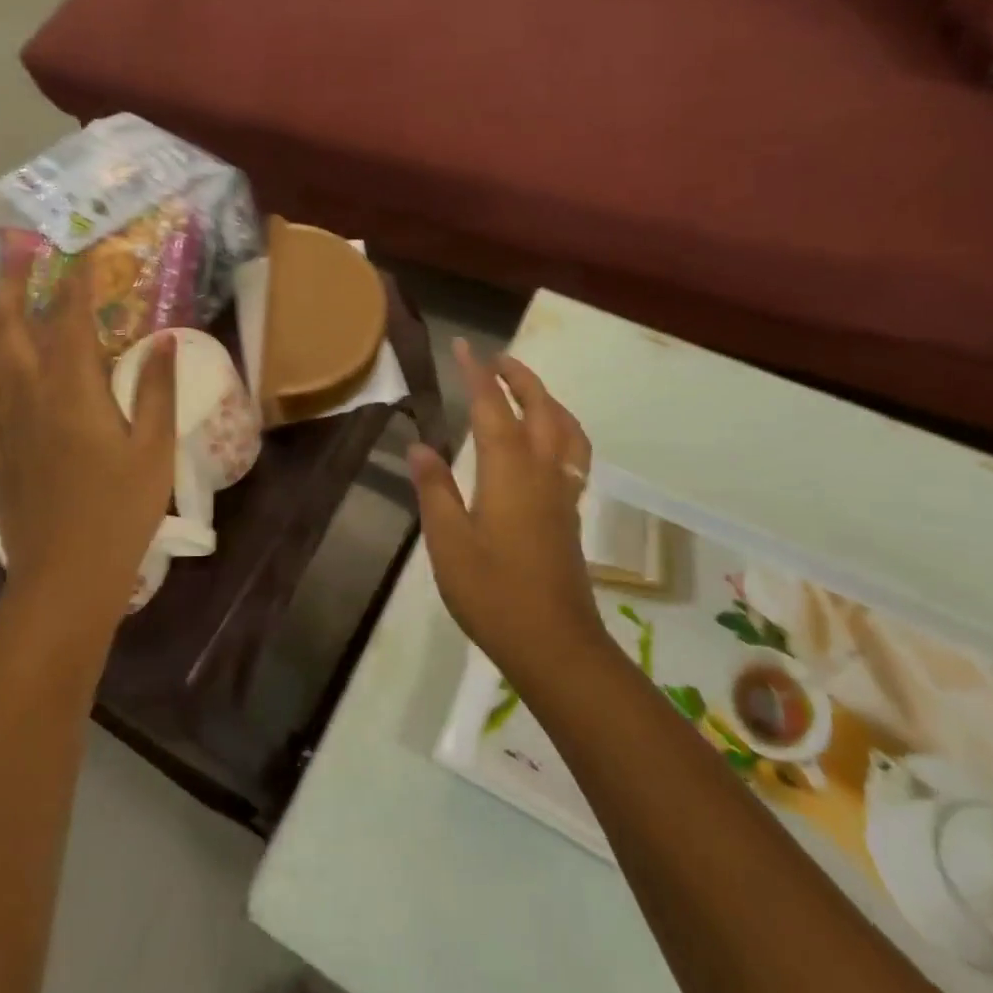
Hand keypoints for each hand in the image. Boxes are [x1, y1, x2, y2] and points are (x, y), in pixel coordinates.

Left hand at [0, 255, 176, 626]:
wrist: (67, 574)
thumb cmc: (121, 510)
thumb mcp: (156, 448)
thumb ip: (157, 390)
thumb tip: (164, 340)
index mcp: (72, 391)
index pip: (70, 320)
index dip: (76, 282)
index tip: (81, 250)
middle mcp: (27, 396)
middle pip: (7, 327)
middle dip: (10, 284)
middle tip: (13, 250)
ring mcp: (1, 424)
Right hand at [408, 339, 602, 689]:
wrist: (554, 645)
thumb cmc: (493, 593)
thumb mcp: (448, 542)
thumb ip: (435, 490)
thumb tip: (419, 445)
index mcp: (508, 471)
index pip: (492, 407)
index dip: (477, 374)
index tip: (464, 346)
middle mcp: (542, 471)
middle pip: (539, 407)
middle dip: (518, 377)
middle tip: (495, 359)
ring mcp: (563, 491)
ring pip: (565, 428)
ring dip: (546, 398)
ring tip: (524, 390)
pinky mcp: (571, 512)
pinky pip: (573, 452)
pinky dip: (562, 428)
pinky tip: (547, 441)